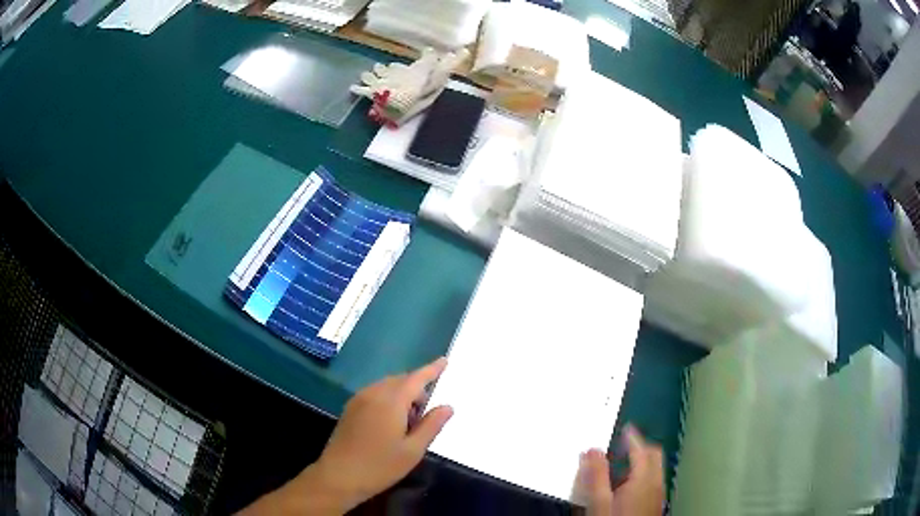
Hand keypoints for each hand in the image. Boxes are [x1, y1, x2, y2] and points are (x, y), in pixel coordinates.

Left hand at [238, 358, 452, 514]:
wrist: (338, 476)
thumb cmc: (380, 466)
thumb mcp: (413, 450)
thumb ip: (431, 425)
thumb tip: (447, 406)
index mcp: (391, 401)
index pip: (416, 378)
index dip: (431, 369)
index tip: (444, 360)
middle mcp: (373, 394)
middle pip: (400, 381)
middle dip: (417, 388)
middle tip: (427, 413)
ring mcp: (358, 400)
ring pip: (386, 387)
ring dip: (402, 395)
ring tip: (410, 423)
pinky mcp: (350, 409)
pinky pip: (374, 394)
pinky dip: (388, 399)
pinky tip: (391, 423)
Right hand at [577, 425, 663, 515]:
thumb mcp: (598, 501)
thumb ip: (595, 474)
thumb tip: (592, 449)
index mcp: (644, 478)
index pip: (641, 449)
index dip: (632, 436)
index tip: (624, 428)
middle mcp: (656, 482)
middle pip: (653, 455)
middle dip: (639, 447)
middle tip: (621, 446)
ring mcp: (658, 493)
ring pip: (655, 467)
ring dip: (640, 461)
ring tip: (619, 466)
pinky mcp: (655, 503)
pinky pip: (653, 479)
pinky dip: (642, 474)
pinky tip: (625, 486)